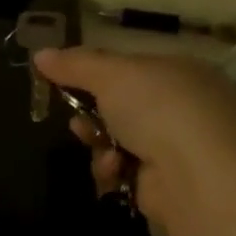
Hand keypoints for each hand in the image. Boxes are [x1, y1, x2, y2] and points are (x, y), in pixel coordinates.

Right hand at [33, 46, 235, 223]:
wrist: (196, 174)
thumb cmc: (159, 108)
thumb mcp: (111, 74)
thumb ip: (75, 64)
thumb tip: (39, 54)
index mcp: (181, 71)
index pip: (132, 67)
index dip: (98, 73)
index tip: (66, 80)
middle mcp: (184, 106)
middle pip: (121, 106)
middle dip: (92, 114)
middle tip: (76, 119)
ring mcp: (176, 146)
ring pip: (116, 140)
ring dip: (98, 142)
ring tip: (95, 144)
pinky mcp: (164, 182)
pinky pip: (123, 170)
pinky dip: (111, 168)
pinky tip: (114, 168)